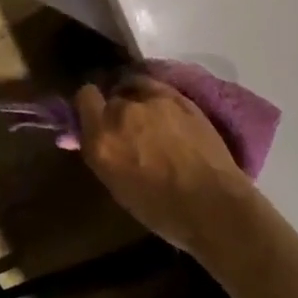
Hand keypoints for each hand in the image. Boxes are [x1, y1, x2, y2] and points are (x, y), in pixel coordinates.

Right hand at [74, 74, 259, 256]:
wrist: (212, 205)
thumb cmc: (161, 210)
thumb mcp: (118, 186)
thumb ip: (102, 153)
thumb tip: (93, 137)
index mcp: (101, 139)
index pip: (84, 98)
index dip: (90, 106)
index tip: (97, 117)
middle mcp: (121, 113)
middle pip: (112, 96)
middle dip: (116, 110)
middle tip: (129, 129)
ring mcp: (151, 101)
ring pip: (135, 88)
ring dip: (138, 101)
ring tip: (151, 119)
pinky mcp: (177, 96)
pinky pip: (156, 86)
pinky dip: (156, 96)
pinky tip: (165, 112)